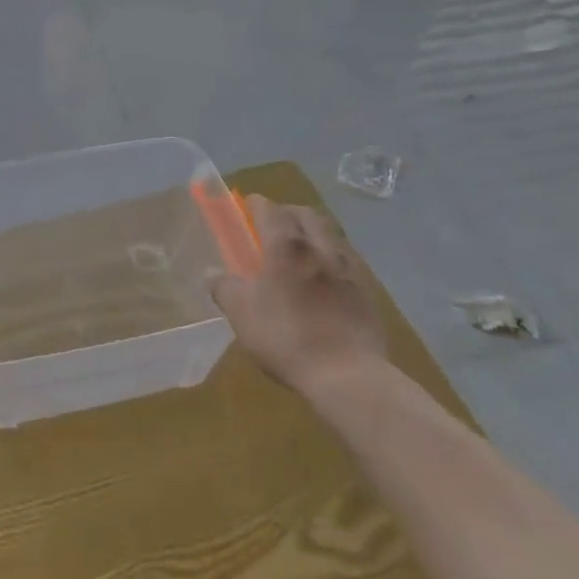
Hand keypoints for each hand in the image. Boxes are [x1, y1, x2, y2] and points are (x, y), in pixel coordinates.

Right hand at [209, 197, 387, 393]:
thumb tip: (212, 273)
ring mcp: (347, 267)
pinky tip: (322, 280)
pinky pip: (344, 260)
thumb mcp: (241, 314)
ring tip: (298, 252)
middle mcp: (319, 246)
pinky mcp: (366, 290)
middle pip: (305, 213)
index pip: (269, 208)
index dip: (255, 204)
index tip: (245, 207)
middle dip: (287, 212)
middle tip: (272, 226)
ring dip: (312, 233)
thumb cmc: (286, 336)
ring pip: (329, 234)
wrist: (347, 374)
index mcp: (286, 245)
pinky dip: (329, 259)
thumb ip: (224, 288)